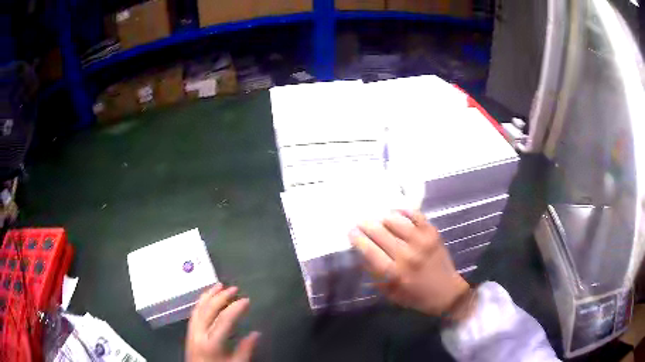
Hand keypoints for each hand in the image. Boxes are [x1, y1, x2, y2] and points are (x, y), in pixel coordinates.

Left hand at [186, 284, 259, 361]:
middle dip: (221, 297)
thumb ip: (245, 350)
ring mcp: (191, 332)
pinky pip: (193, 313)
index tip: (246, 300)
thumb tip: (256, 333)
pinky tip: (206, 298)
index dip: (236, 308)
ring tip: (219, 285)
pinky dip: (200, 302)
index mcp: (211, 343)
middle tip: (234, 288)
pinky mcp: (189, 333)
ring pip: (198, 309)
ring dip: (208, 296)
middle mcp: (198, 334)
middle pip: (208, 310)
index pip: (224, 320)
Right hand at [349, 210, 471, 317]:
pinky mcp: (432, 234)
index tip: (351, 232)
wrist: (447, 292)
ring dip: (383, 218)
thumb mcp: (390, 293)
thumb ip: (375, 275)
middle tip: (360, 222)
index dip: (358, 239)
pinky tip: (397, 212)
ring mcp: (422, 242)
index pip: (370, 251)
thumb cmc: (415, 296)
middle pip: (380, 233)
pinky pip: (416, 216)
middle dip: (366, 225)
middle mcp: (407, 255)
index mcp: (395, 273)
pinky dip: (404, 211)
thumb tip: (362, 255)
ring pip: (396, 221)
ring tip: (378, 218)